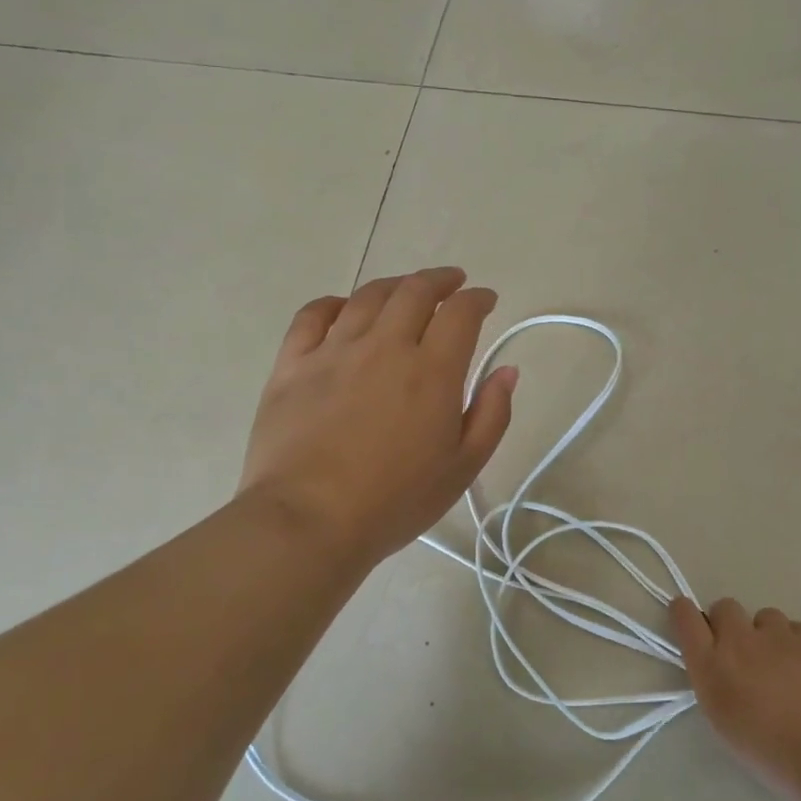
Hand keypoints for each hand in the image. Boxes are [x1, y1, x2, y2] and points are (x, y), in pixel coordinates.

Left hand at [239, 267, 517, 574]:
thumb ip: (492, 414)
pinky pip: (312, 315)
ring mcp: (334, 351)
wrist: (308, 521)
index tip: (485, 300)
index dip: (477, 299)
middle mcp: (385, 346)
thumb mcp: (463, 467)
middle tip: (451, 283)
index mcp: (432, 370)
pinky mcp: (292, 364)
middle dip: (440, 280)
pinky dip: (334, 303)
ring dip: (394, 285)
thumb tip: (507, 371)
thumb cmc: (395, 500)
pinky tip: (343, 309)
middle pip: (415, 291)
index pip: (461, 313)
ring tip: (405, 290)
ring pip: (368, 297)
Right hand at [669, 597, 800, 799]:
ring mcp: (779, 635)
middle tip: (743, 654)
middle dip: (729, 623)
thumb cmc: (778, 758)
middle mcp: (739, 641)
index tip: (691, 621)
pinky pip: (796, 629)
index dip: (685, 613)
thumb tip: (724, 671)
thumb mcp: (730, 728)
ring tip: (783, 667)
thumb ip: (719, 687)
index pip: (685, 617)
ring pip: (764, 617)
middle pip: (724, 607)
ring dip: (767, 634)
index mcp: (712, 668)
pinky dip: (797, 645)